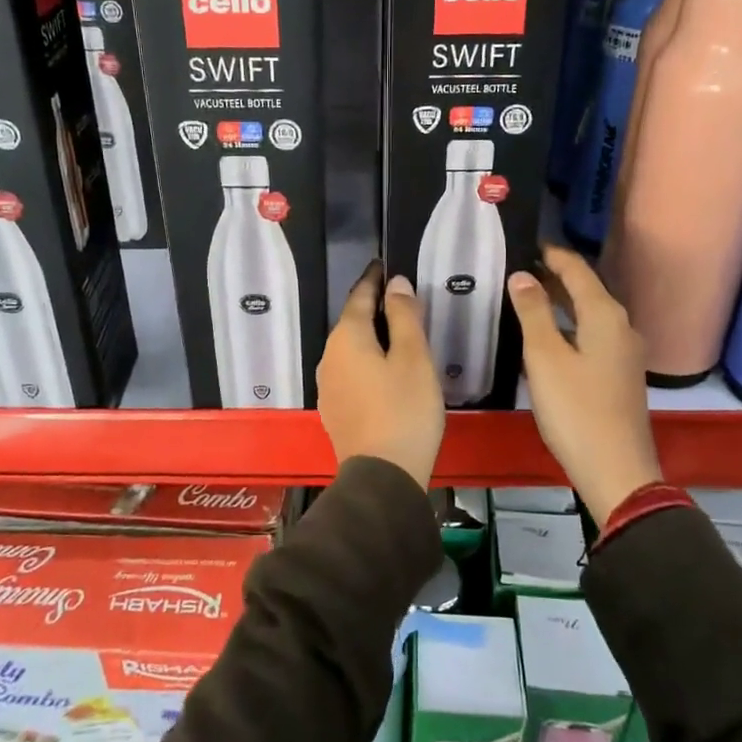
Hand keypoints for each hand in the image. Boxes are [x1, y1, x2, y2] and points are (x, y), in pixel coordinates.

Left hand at [318, 261, 444, 487]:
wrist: (382, 476)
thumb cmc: (404, 409)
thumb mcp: (413, 357)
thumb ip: (404, 317)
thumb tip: (395, 284)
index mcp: (347, 338)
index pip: (359, 296)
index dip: (374, 280)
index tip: (385, 265)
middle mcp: (329, 357)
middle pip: (352, 322)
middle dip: (374, 308)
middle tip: (401, 299)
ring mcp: (328, 386)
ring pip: (350, 349)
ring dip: (371, 337)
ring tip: (397, 333)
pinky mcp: (335, 409)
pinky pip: (351, 371)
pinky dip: (367, 361)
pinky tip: (384, 370)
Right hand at [509, 245, 661, 525]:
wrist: (616, 469)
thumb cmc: (576, 409)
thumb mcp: (545, 357)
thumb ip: (533, 312)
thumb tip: (522, 275)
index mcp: (605, 315)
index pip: (577, 270)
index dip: (551, 254)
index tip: (525, 243)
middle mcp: (621, 326)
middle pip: (586, 289)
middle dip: (554, 275)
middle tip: (517, 267)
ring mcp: (624, 352)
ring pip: (589, 313)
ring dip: (560, 301)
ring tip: (525, 295)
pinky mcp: (619, 374)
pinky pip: (592, 334)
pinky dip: (569, 324)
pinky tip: (547, 334)